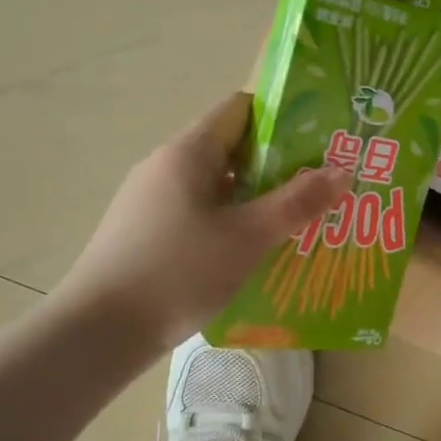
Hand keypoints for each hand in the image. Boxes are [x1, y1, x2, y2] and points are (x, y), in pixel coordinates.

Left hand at [50, 91, 348, 348]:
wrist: (97, 332)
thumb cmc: (177, 272)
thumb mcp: (248, 237)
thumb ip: (297, 203)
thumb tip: (343, 170)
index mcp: (188, 152)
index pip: (240, 108)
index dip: (283, 117)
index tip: (320, 141)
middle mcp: (167, 166)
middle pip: (232, 147)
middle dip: (278, 164)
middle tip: (319, 186)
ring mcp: (152, 200)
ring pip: (217, 184)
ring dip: (256, 197)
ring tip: (296, 220)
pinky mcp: (146, 231)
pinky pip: (200, 211)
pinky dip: (231, 220)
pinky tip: (253, 250)